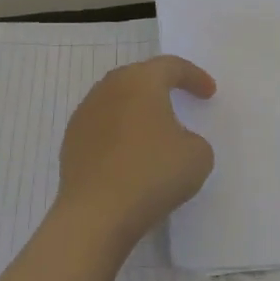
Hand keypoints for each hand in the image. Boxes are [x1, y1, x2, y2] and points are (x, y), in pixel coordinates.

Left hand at [55, 55, 217, 245]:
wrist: (96, 214)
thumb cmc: (152, 173)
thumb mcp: (198, 156)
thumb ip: (193, 139)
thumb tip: (175, 142)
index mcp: (141, 81)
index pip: (171, 66)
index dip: (194, 77)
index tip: (209, 93)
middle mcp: (109, 88)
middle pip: (139, 78)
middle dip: (161, 87)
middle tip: (179, 100)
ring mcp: (85, 114)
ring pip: (117, 101)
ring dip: (137, 111)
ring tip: (154, 130)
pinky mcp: (71, 142)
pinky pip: (102, 128)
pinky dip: (119, 135)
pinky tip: (129, 156)